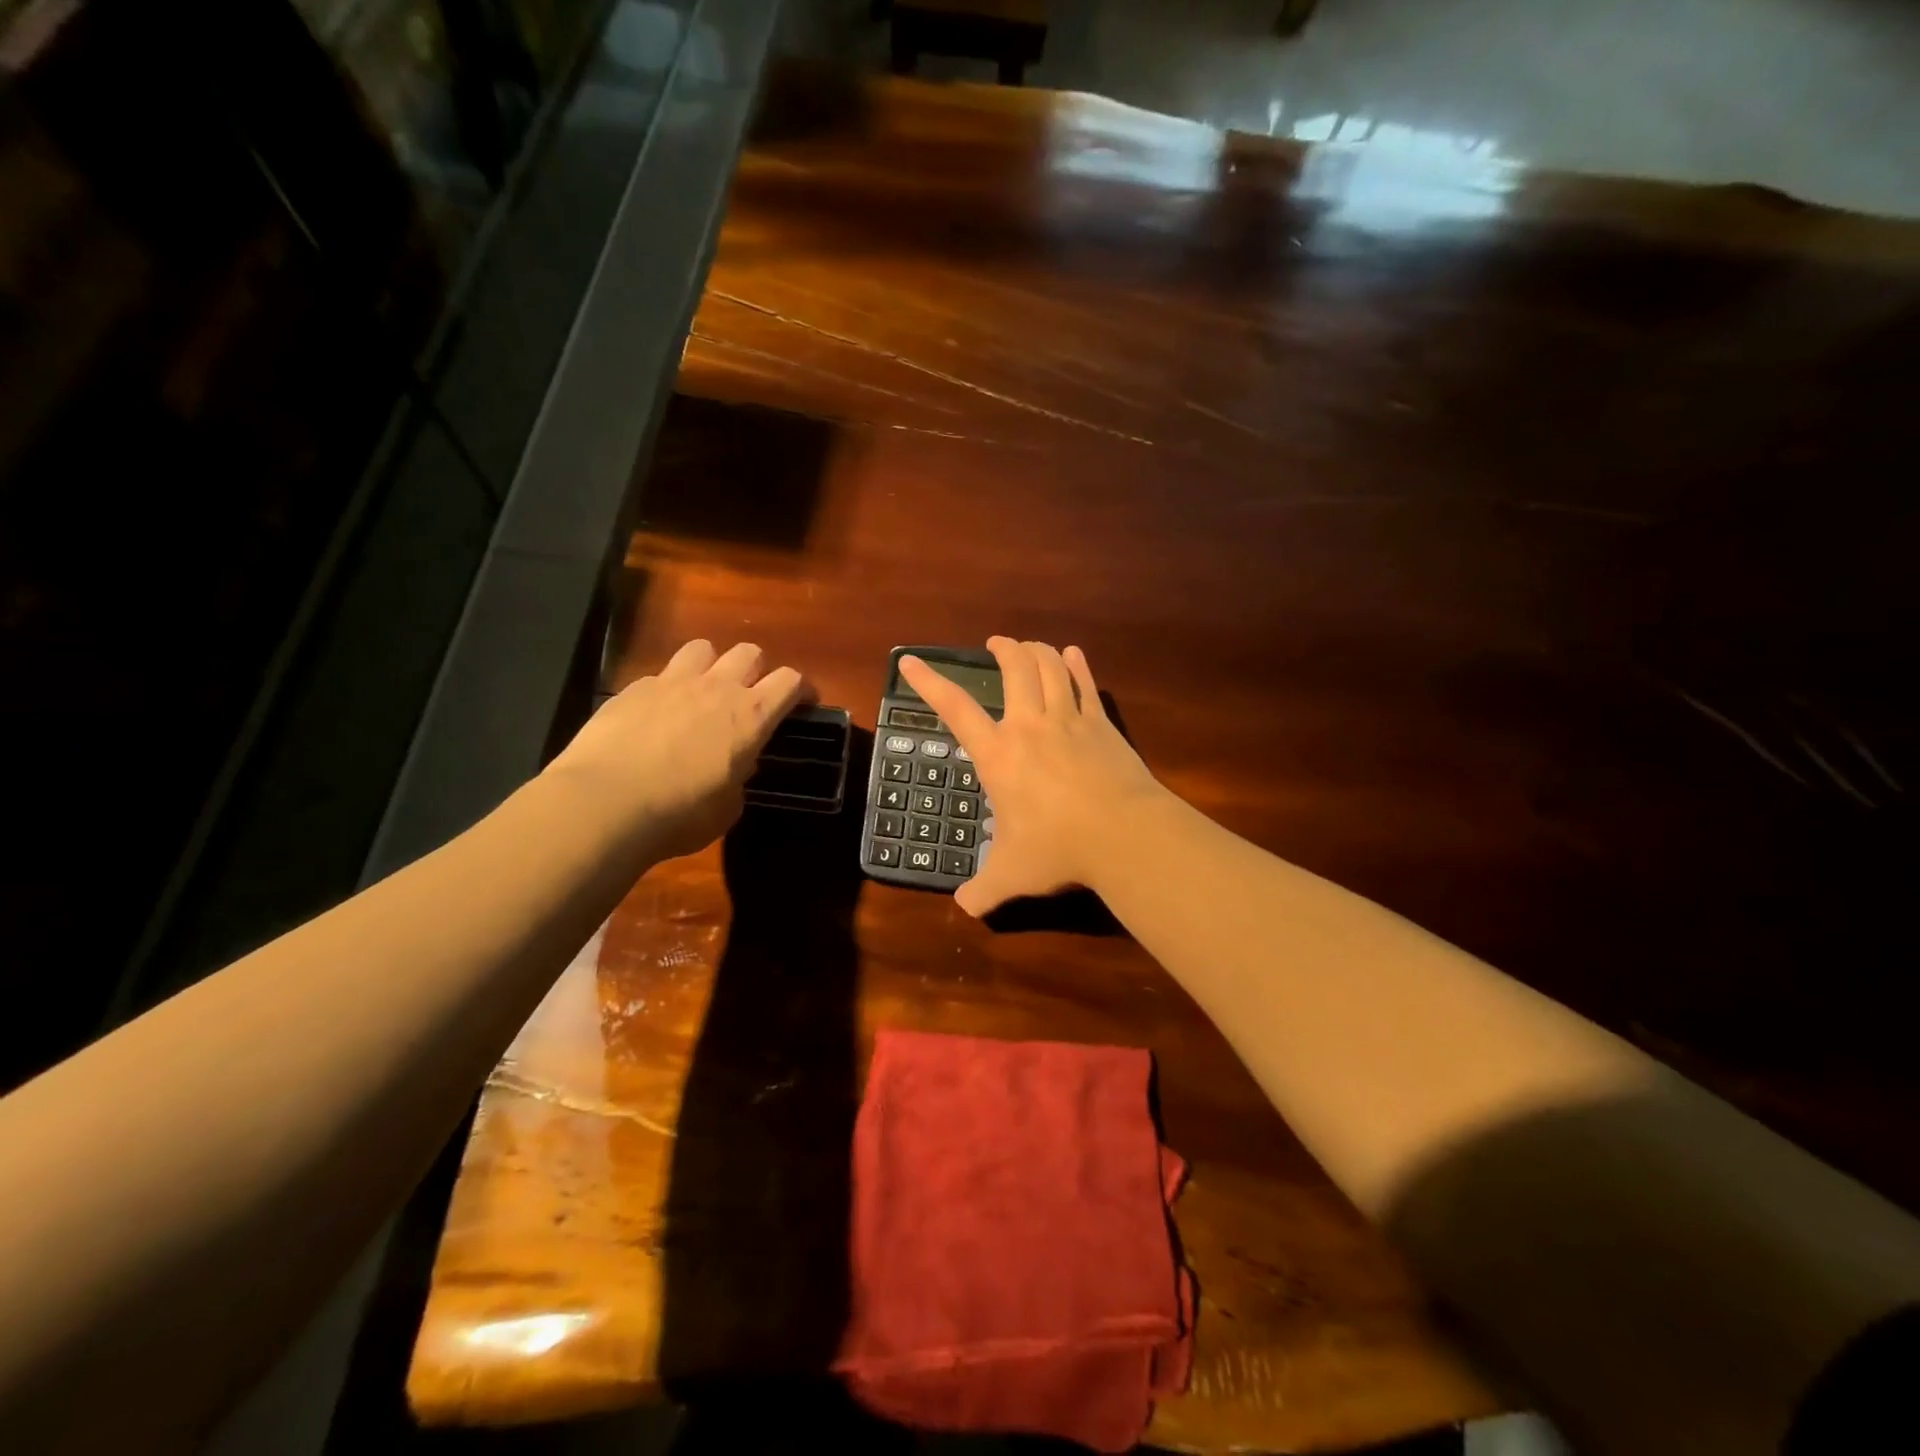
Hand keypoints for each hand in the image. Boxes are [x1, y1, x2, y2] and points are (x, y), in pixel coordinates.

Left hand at [546, 639, 810, 859]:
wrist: (605, 803)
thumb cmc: (680, 814)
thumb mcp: (727, 808)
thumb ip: (739, 778)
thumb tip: (734, 767)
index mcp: (751, 716)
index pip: (790, 681)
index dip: (801, 689)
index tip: (802, 704)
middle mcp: (716, 688)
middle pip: (749, 652)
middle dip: (756, 670)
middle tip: (750, 696)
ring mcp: (671, 682)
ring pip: (702, 648)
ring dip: (710, 666)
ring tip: (702, 692)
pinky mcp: (631, 689)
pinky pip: (659, 676)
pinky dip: (666, 690)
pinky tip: (655, 716)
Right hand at [900, 638, 1164, 916]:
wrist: (1122, 834)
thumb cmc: (1058, 848)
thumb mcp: (1010, 875)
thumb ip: (982, 890)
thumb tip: (964, 907)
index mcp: (999, 755)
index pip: (955, 709)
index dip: (929, 682)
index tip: (910, 661)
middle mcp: (1030, 726)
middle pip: (1014, 669)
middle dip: (1003, 649)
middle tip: (997, 643)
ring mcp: (1070, 720)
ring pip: (1051, 667)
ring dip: (1037, 650)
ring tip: (1029, 645)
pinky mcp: (1102, 724)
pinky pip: (1086, 685)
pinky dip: (1078, 665)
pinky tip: (1074, 654)